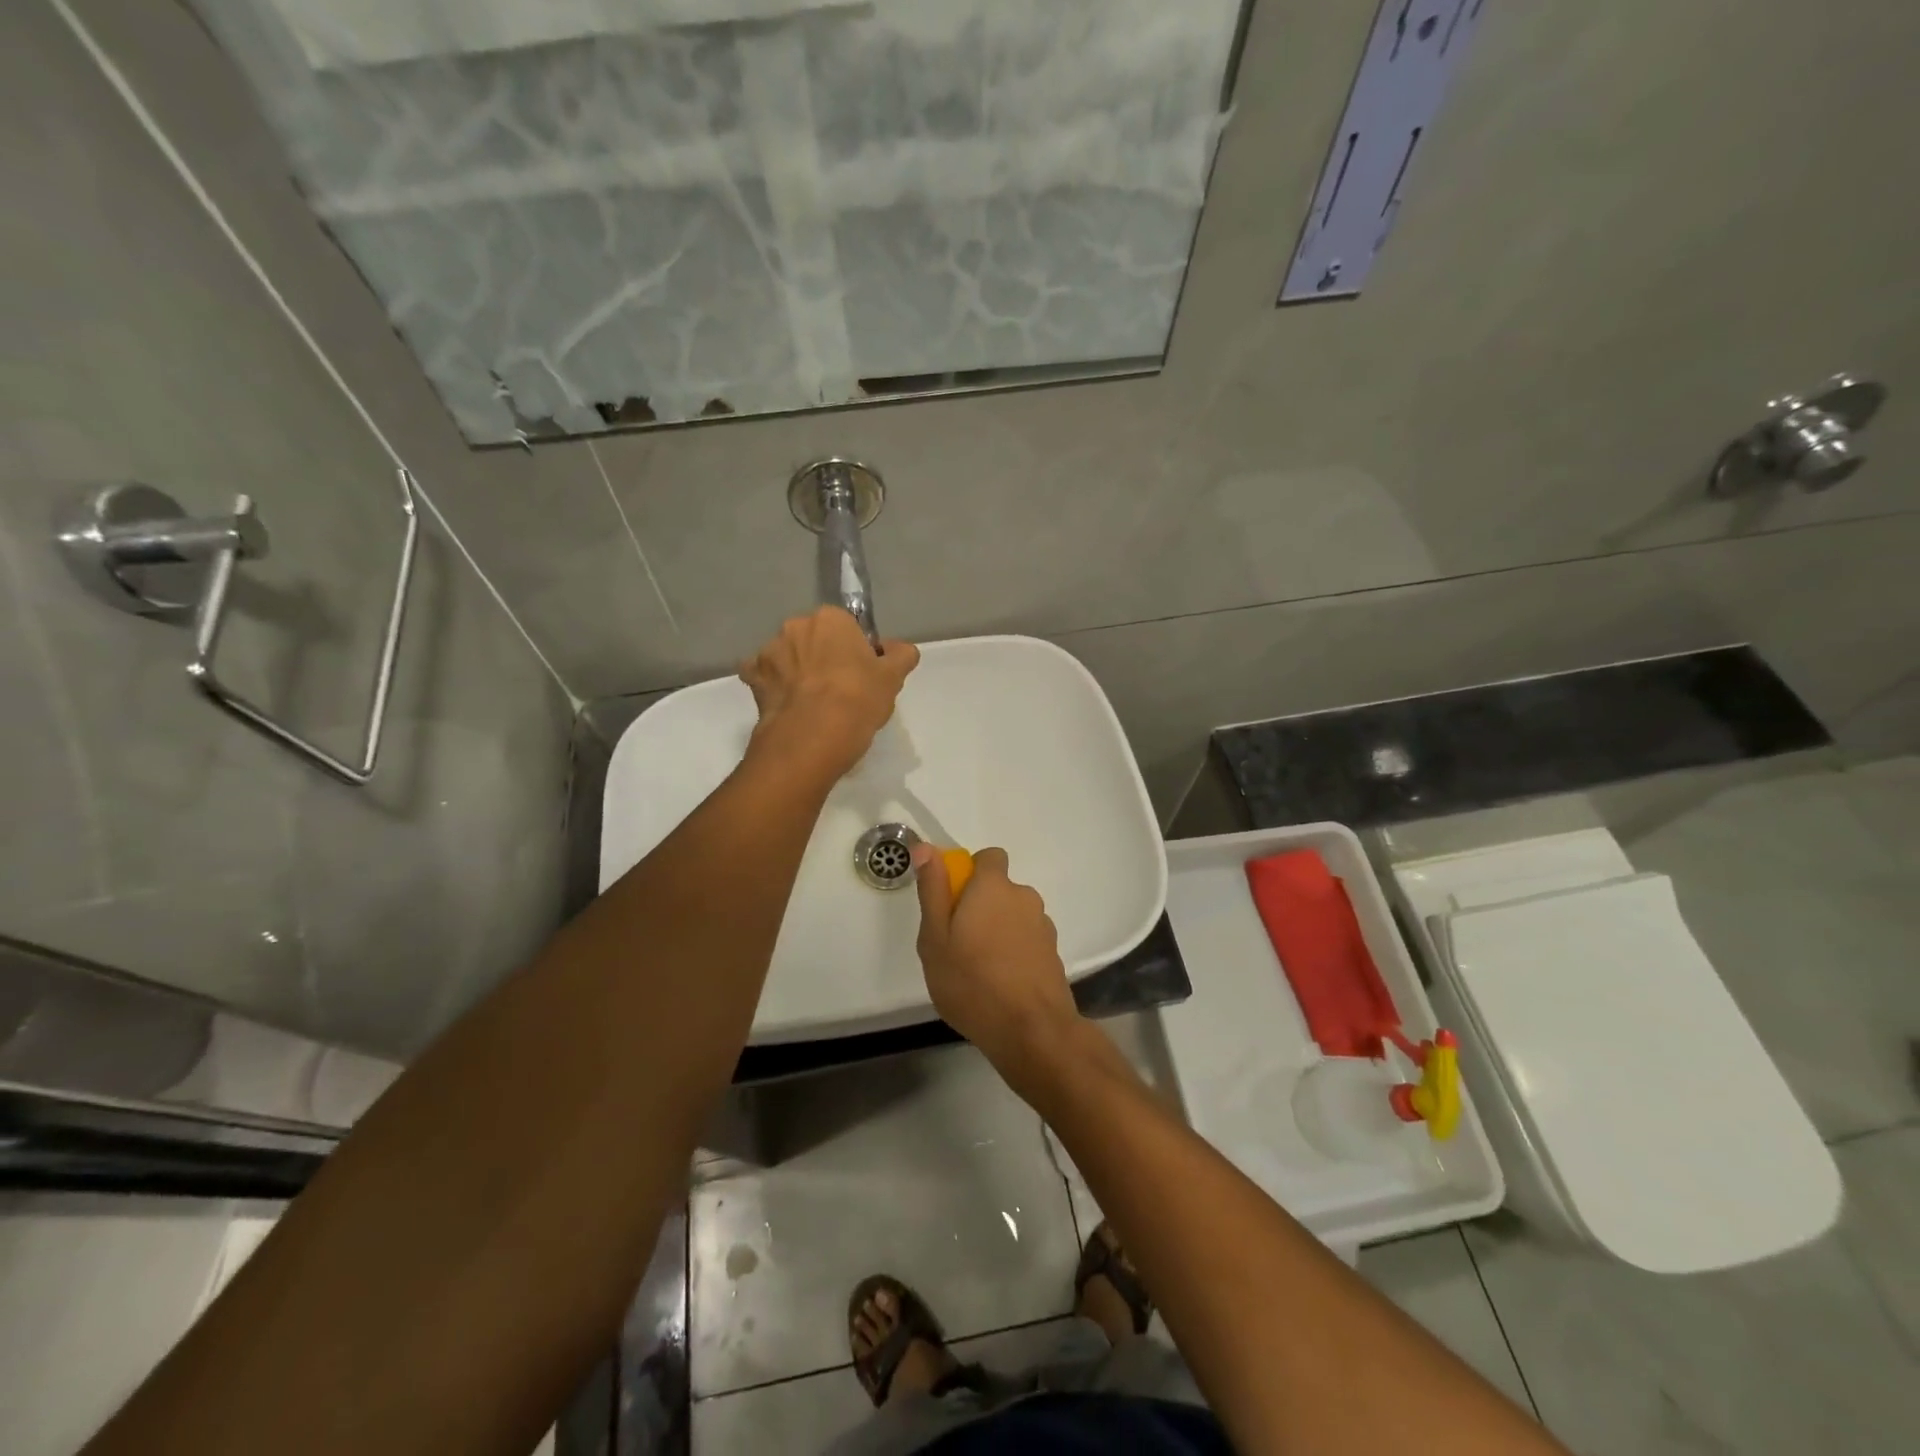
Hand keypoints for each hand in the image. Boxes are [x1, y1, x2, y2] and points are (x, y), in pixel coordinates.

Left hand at [739, 606, 918, 779]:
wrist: (811, 739)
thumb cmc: (857, 701)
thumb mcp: (893, 678)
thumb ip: (901, 656)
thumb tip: (899, 649)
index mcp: (830, 619)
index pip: (847, 628)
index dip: (855, 651)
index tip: (863, 675)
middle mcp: (795, 627)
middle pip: (814, 640)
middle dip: (823, 657)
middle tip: (840, 691)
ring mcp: (769, 652)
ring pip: (788, 658)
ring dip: (797, 672)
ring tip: (812, 705)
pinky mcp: (752, 680)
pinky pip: (763, 678)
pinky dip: (774, 689)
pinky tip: (787, 708)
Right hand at [912, 844, 1082, 1075]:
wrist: (1031, 1030)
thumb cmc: (972, 981)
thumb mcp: (935, 938)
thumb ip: (933, 890)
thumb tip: (925, 848)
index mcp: (994, 887)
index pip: (989, 857)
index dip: (971, 872)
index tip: (953, 901)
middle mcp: (1024, 897)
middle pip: (1000, 890)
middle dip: (981, 907)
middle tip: (957, 943)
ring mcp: (1043, 926)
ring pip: (1014, 917)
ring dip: (998, 931)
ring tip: (978, 970)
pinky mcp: (1053, 953)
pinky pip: (1027, 940)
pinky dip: (1014, 952)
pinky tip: (1001, 984)